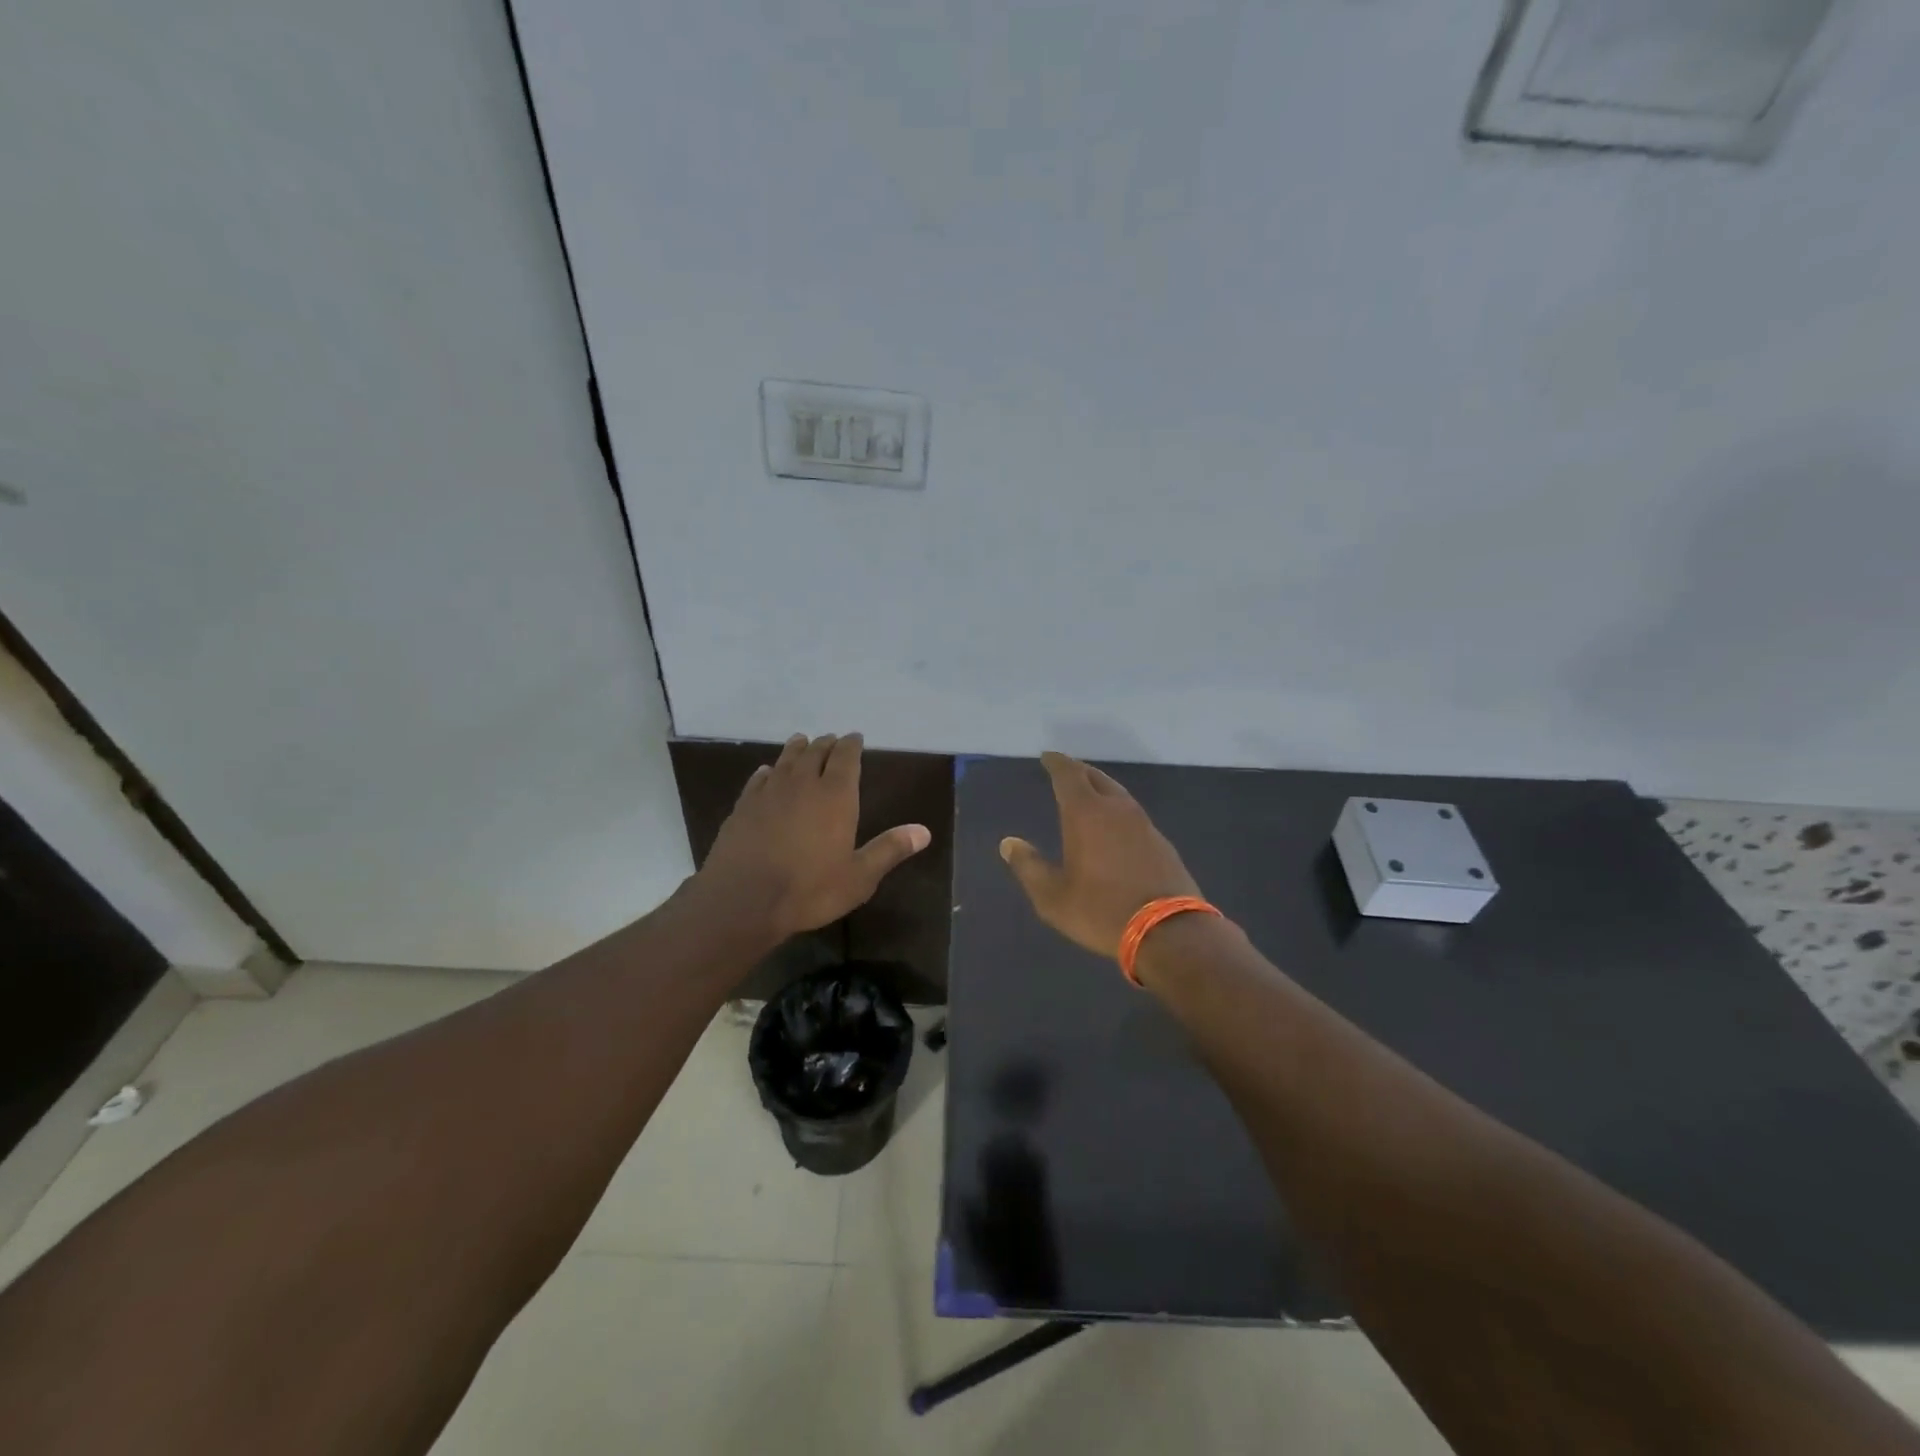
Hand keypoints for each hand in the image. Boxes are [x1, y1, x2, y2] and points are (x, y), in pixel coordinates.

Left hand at [699, 733, 931, 939]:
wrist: (743, 900)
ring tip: (803, 741)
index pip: (846, 757)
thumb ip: (889, 850)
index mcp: (836, 795)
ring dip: (797, 748)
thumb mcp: (859, 877)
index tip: (856, 737)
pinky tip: (767, 772)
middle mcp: (803, 783)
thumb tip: (924, 831)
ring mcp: (769, 792)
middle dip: (827, 744)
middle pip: (815, 752)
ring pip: (786, 759)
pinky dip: (768, 771)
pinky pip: (759, 778)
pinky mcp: (743, 805)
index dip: (852, 744)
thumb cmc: (809, 889)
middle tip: (832, 741)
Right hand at [1000, 751, 1202, 959]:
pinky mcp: (1161, 842)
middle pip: (1096, 778)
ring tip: (1088, 794)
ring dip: (1100, 788)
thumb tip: (1009, 843)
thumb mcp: (1053, 897)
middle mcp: (1117, 809)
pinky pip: (1133, 814)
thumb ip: (1029, 867)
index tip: (1047, 757)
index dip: (1056, 763)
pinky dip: (1117, 810)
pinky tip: (1115, 826)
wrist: (1169, 931)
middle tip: (1065, 771)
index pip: (1068, 775)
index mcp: (1086, 814)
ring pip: (1118, 794)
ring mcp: (1144, 824)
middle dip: (1078, 771)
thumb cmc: (1102, 911)